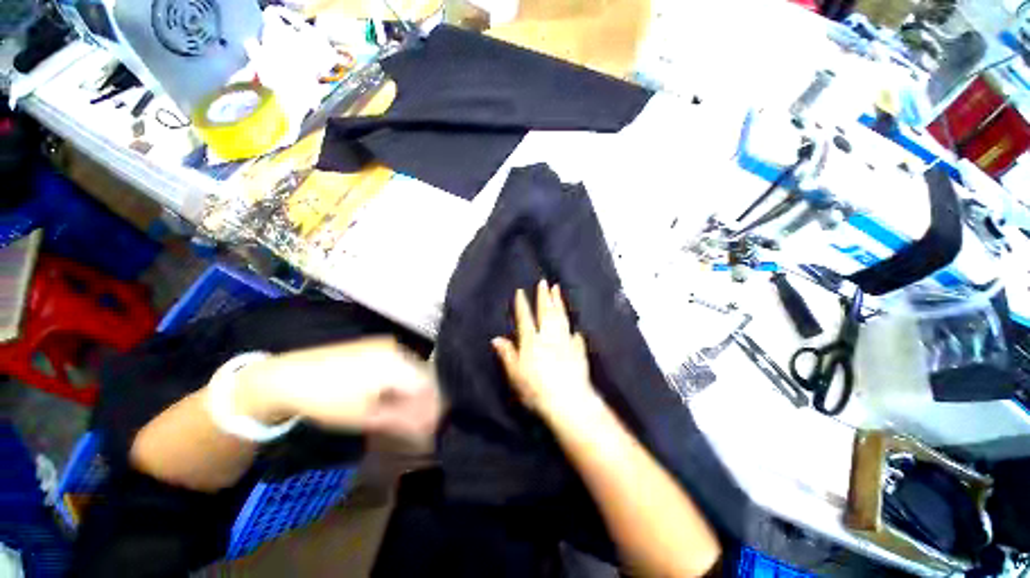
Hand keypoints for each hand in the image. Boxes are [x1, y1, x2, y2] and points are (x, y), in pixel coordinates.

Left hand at [235, 338, 441, 446]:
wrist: (287, 377)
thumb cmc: (327, 400)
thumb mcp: (367, 417)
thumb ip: (404, 419)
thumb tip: (431, 427)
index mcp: (398, 363)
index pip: (430, 385)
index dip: (433, 407)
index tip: (428, 426)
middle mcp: (398, 348)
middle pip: (424, 375)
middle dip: (423, 399)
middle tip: (416, 421)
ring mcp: (387, 344)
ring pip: (413, 369)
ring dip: (413, 390)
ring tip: (401, 410)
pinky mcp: (377, 345)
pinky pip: (401, 363)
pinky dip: (401, 380)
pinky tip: (389, 394)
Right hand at [492, 280, 596, 417]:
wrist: (568, 401)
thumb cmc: (536, 389)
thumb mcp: (515, 374)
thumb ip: (507, 354)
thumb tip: (496, 339)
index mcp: (532, 341)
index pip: (525, 318)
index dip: (522, 304)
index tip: (520, 291)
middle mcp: (549, 337)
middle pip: (546, 312)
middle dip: (544, 296)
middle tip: (544, 282)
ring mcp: (566, 342)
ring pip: (562, 318)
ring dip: (559, 303)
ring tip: (558, 290)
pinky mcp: (578, 351)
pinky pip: (576, 336)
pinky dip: (574, 329)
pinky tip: (575, 327)